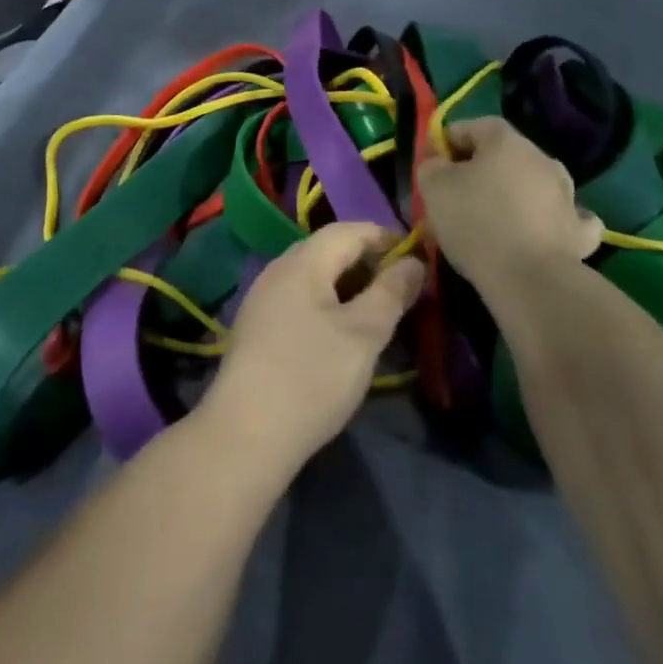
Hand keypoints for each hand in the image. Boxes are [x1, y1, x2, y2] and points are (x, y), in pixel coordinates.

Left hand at [198, 222, 423, 474]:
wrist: (245, 433)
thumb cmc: (312, 376)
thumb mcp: (364, 334)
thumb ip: (391, 293)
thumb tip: (413, 262)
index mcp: (304, 260)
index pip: (350, 230)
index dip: (385, 237)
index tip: (417, 255)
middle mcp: (279, 268)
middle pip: (330, 249)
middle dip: (368, 260)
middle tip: (402, 286)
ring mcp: (263, 296)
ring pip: (315, 275)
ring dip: (348, 283)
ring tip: (377, 310)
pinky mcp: (257, 325)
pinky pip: (300, 297)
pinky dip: (328, 302)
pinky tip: (340, 332)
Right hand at [417, 117, 600, 299]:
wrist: (529, 280)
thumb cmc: (476, 222)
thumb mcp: (433, 186)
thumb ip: (431, 165)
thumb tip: (439, 163)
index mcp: (505, 139)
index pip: (470, 127)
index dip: (446, 143)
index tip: (431, 168)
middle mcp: (540, 158)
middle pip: (502, 155)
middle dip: (478, 170)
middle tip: (455, 197)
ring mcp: (565, 194)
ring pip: (532, 183)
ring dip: (514, 193)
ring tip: (491, 221)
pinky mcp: (579, 231)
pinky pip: (563, 216)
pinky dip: (550, 219)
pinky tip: (539, 230)